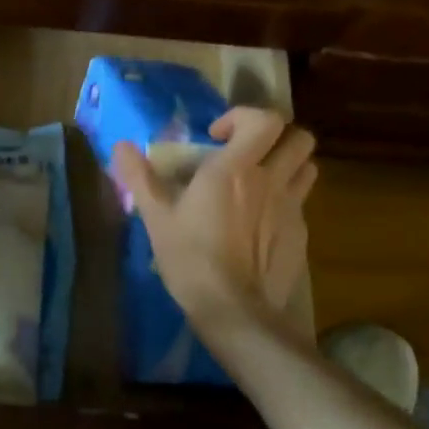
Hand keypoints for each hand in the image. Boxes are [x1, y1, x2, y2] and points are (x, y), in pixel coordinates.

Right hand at [112, 107, 316, 339]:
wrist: (235, 311)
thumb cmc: (191, 258)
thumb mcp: (156, 217)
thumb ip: (140, 177)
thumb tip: (120, 146)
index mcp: (235, 169)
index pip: (265, 120)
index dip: (244, 117)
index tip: (217, 137)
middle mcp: (270, 180)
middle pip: (299, 137)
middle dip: (276, 136)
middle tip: (247, 152)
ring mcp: (291, 207)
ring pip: (307, 166)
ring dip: (288, 164)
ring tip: (261, 180)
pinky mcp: (301, 234)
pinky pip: (301, 202)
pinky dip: (286, 200)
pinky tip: (262, 223)